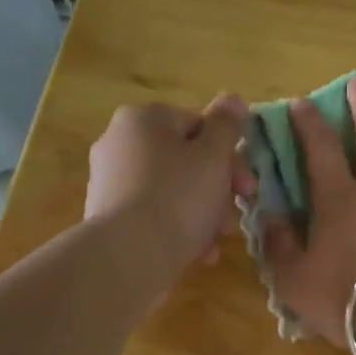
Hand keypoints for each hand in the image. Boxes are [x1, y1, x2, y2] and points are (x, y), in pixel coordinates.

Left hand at [86, 95, 254, 282]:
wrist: (128, 256)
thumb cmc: (178, 197)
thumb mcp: (213, 157)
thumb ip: (226, 126)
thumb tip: (233, 98)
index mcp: (143, 119)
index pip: (198, 126)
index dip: (229, 156)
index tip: (247, 187)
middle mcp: (119, 143)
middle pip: (186, 161)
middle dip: (218, 191)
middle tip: (234, 217)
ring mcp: (111, 182)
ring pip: (173, 192)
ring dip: (203, 214)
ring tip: (217, 241)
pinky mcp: (108, 218)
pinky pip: (154, 216)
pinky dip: (179, 230)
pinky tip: (198, 254)